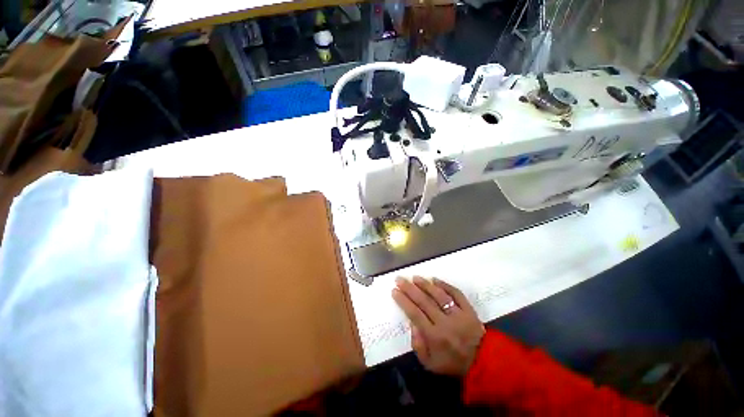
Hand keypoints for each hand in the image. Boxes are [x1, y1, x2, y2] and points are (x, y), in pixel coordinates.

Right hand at [392, 276, 484, 376]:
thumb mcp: (430, 364)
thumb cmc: (453, 363)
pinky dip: (445, 285)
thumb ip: (418, 346)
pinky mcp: (469, 309)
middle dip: (409, 289)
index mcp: (434, 336)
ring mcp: (458, 314)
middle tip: (400, 279)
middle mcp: (445, 323)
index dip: (403, 301)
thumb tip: (412, 325)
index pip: (415, 314)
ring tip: (415, 277)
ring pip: (439, 295)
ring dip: (425, 284)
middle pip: (424, 301)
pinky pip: (456, 294)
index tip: (394, 290)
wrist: (483, 362)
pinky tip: (435, 279)